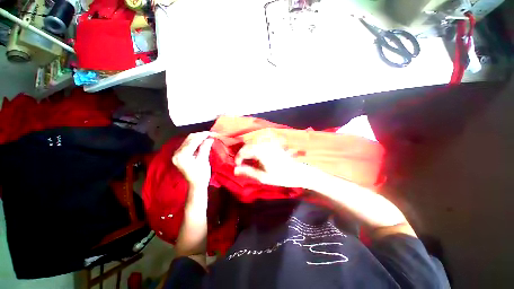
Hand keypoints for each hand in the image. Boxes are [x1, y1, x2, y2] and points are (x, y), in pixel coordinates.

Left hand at [172, 132, 214, 195]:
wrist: (196, 185)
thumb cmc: (201, 175)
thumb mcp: (204, 160)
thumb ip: (205, 147)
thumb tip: (209, 138)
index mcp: (182, 156)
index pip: (193, 141)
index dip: (202, 136)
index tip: (210, 133)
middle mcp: (176, 154)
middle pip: (188, 139)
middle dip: (199, 135)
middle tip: (209, 134)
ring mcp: (176, 155)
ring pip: (187, 141)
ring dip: (197, 138)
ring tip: (207, 137)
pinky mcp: (179, 156)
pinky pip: (187, 145)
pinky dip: (194, 142)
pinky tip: (201, 141)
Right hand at [234, 141, 309, 187]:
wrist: (298, 172)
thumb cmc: (281, 177)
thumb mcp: (263, 177)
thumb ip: (248, 172)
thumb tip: (235, 170)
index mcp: (262, 152)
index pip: (244, 151)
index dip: (238, 157)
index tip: (237, 165)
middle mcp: (265, 144)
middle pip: (248, 144)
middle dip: (243, 153)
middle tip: (243, 163)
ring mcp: (271, 142)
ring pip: (254, 141)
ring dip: (249, 148)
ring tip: (250, 158)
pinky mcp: (275, 142)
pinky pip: (262, 139)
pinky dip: (257, 144)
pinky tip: (259, 151)